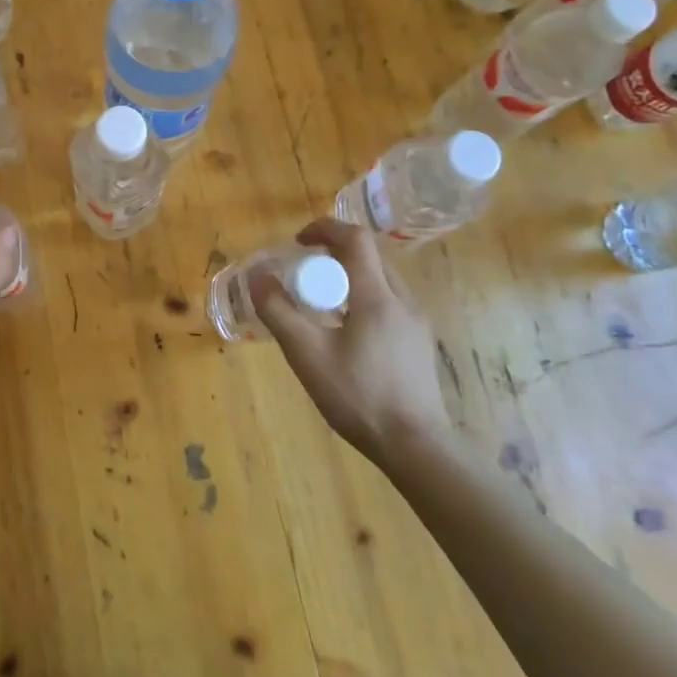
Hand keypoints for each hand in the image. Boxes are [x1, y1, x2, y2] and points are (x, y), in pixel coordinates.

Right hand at [251, 217, 449, 465]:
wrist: (416, 447)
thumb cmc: (359, 396)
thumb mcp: (307, 355)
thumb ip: (279, 311)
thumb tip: (257, 277)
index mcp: (377, 297)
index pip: (356, 239)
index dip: (325, 229)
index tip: (298, 242)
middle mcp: (403, 301)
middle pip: (370, 257)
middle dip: (335, 254)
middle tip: (305, 274)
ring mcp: (416, 323)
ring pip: (381, 280)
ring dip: (350, 277)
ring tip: (321, 304)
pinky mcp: (419, 344)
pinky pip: (389, 303)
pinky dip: (363, 299)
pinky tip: (346, 333)